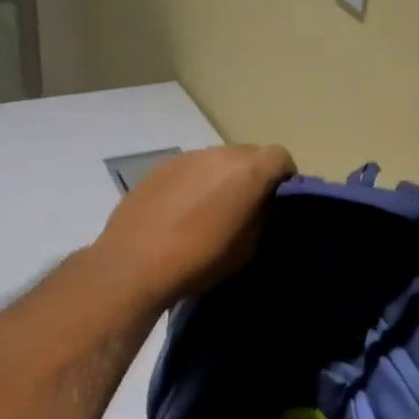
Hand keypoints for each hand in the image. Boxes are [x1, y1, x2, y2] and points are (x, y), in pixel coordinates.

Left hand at [93, 144, 295, 305]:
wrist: (133, 265)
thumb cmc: (200, 260)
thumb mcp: (248, 248)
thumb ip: (264, 218)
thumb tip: (267, 206)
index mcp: (248, 170)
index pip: (280, 156)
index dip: (285, 177)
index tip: (279, 201)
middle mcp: (219, 154)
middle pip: (249, 154)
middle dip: (254, 175)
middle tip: (247, 206)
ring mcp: (187, 157)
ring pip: (218, 159)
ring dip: (223, 177)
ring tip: (212, 209)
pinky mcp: (160, 167)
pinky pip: (191, 168)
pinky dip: (196, 182)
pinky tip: (183, 211)